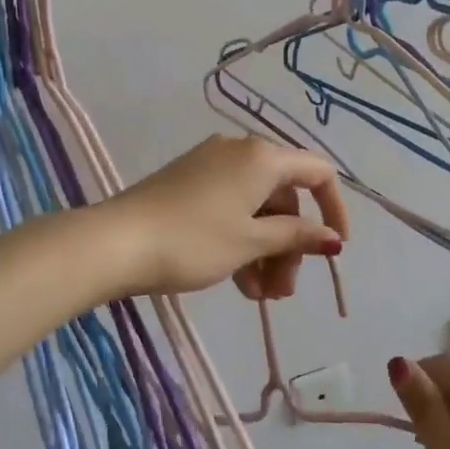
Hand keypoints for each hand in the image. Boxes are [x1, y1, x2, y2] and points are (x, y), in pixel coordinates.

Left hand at [102, 135, 348, 298]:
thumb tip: (332, 238)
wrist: (115, 242)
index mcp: (262, 157)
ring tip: (260, 296)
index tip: (334, 249)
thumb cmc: (193, 240)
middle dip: (290, 245)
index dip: (334, 209)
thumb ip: (296, 237)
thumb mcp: (251, 242)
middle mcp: (240, 152)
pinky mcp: (189, 184)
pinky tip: (239, 282)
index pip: (317, 173)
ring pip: (256, 208)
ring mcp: (211, 166)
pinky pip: (230, 209)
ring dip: (266, 251)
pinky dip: (241, 241)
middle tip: (283, 291)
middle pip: (284, 198)